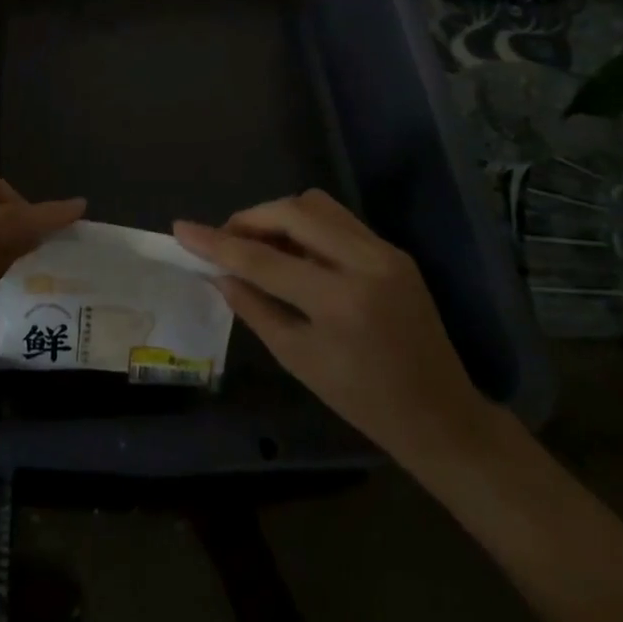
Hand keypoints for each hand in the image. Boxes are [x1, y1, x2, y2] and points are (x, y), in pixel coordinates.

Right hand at [174, 190, 497, 474]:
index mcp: (339, 301)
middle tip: (225, 239)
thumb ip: (254, 307)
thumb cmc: (363, 401)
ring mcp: (384, 251)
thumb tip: (220, 272)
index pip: (262, 258)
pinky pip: (338, 219)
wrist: (441, 416)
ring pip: (316, 205)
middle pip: (292, 212)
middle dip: (250, 218)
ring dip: (278, 216)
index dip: (216, 242)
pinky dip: (306, 225)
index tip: (181, 229)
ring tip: (259, 243)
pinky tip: (294, 251)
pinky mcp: (393, 250)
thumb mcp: (299, 359)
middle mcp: (365, 263)